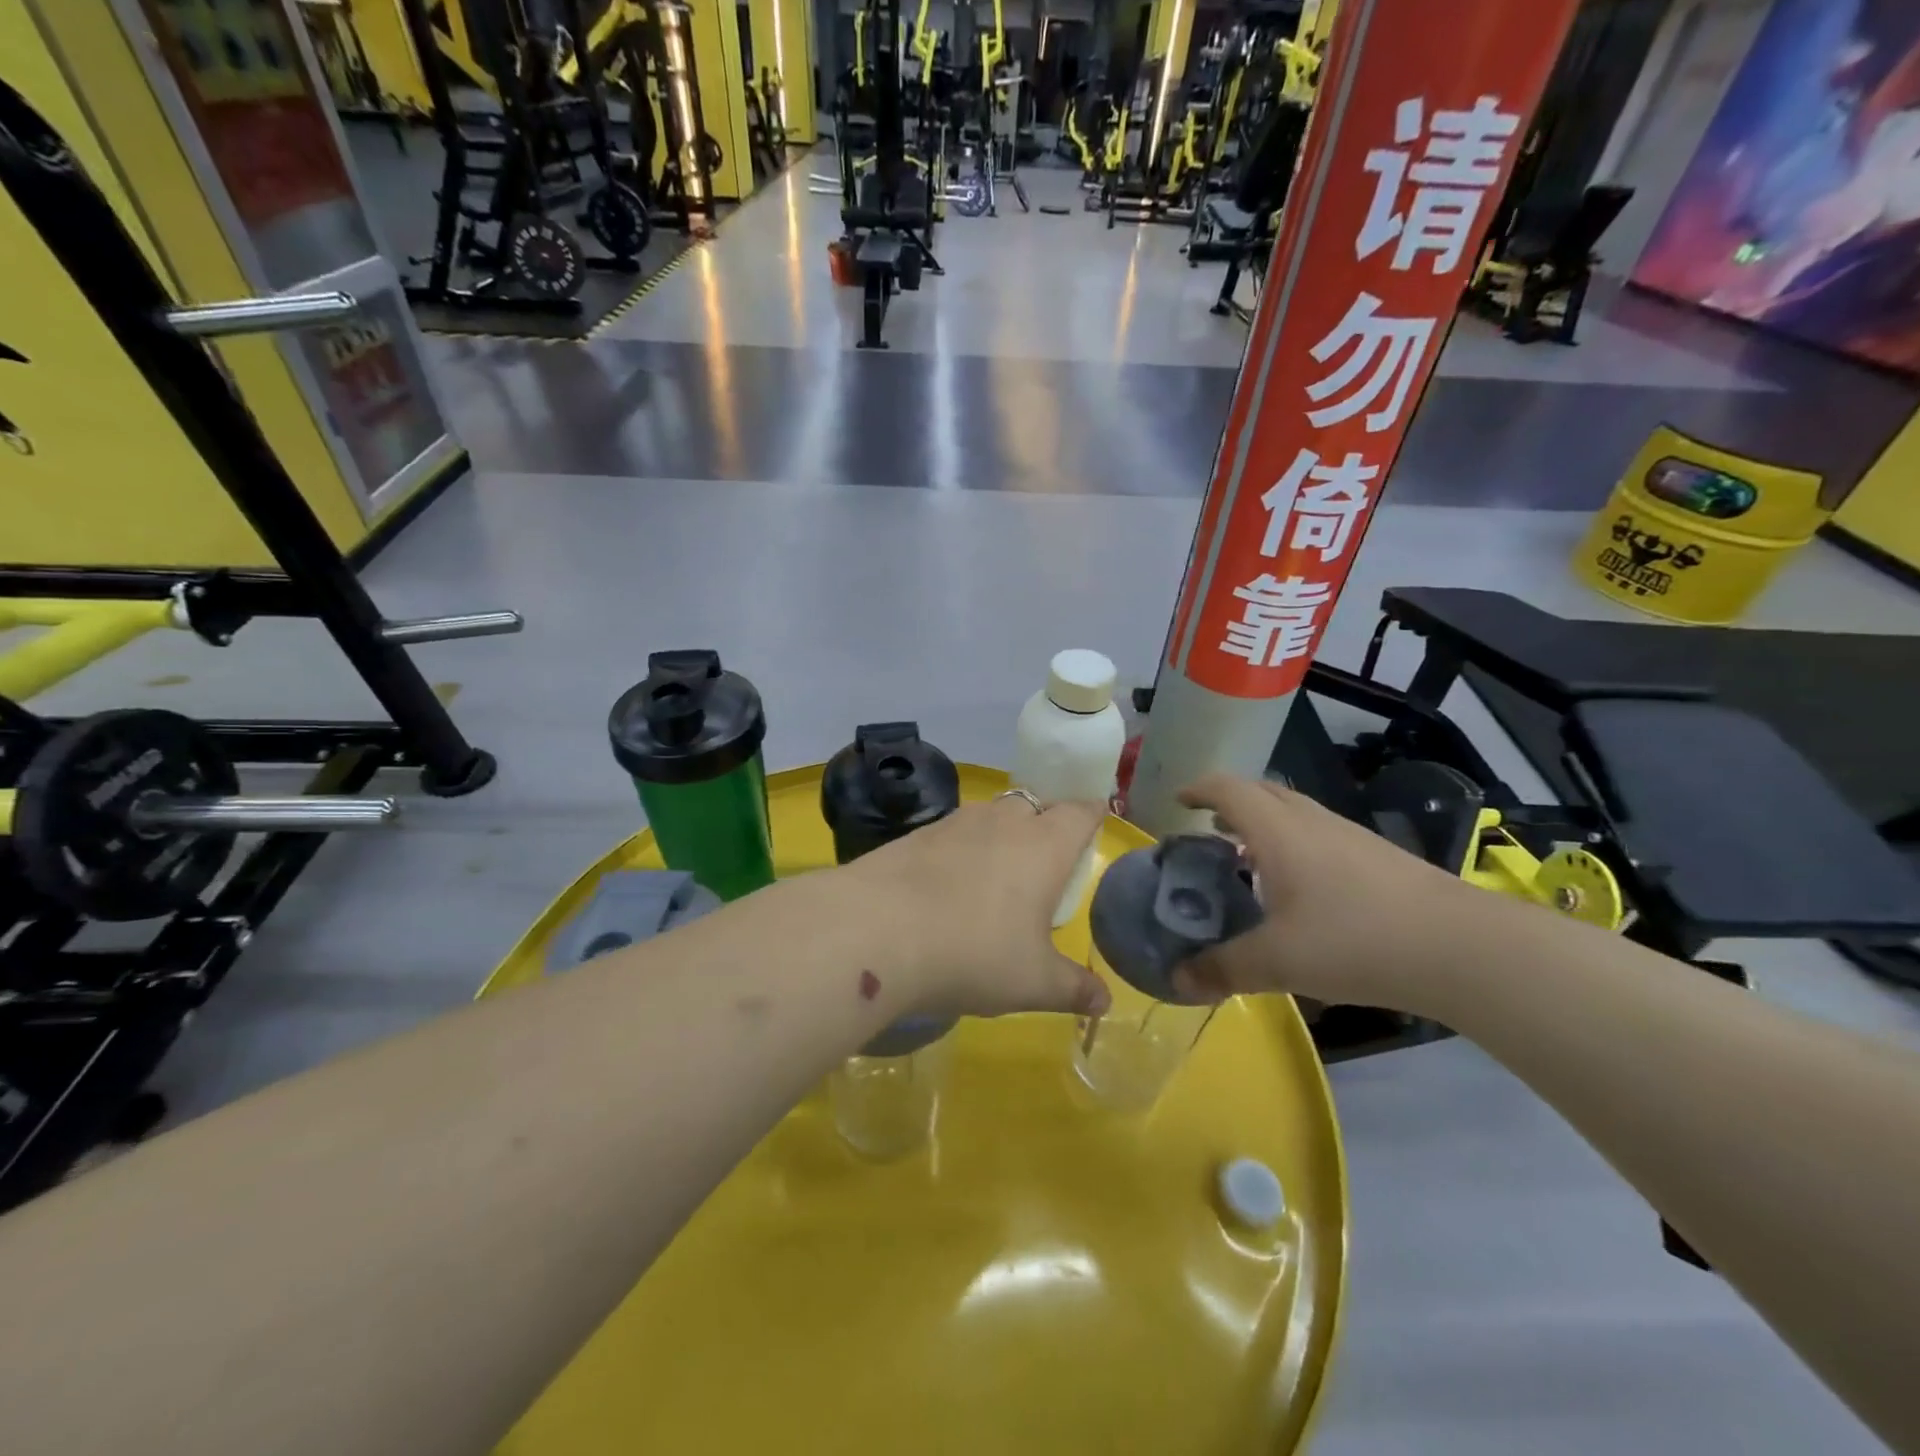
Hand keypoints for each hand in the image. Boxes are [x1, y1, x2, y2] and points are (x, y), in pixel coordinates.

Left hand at [837, 793, 1113, 1021]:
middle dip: (1044, 823)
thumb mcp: (1033, 982)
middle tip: (1045, 862)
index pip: (1080, 812)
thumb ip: (1073, 989)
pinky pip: (951, 834)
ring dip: (999, 835)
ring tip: (996, 875)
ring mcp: (954, 823)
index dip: (1091, 814)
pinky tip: (946, 887)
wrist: (876, 930)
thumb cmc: (974, 953)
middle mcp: (1002, 822)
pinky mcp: (915, 835)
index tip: (1094, 822)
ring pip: (990, 816)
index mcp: (1043, 845)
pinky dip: (959, 851)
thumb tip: (1104, 1003)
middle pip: (1034, 805)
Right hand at [1171, 775, 1481, 1014]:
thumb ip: (1223, 968)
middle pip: (1262, 793)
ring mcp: (1349, 836)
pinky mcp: (1377, 857)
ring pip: (1294, 813)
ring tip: (1246, 859)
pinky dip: (1292, 844)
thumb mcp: (1278, 961)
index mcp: (1278, 831)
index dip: (1199, 789)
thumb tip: (1176, 980)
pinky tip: (1298, 890)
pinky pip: (1319, 835)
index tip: (1178, 802)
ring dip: (1263, 824)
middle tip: (1208, 830)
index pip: (1228, 790)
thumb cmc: (1355, 940)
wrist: (1462, 948)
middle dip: (1229, 803)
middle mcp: (1311, 822)